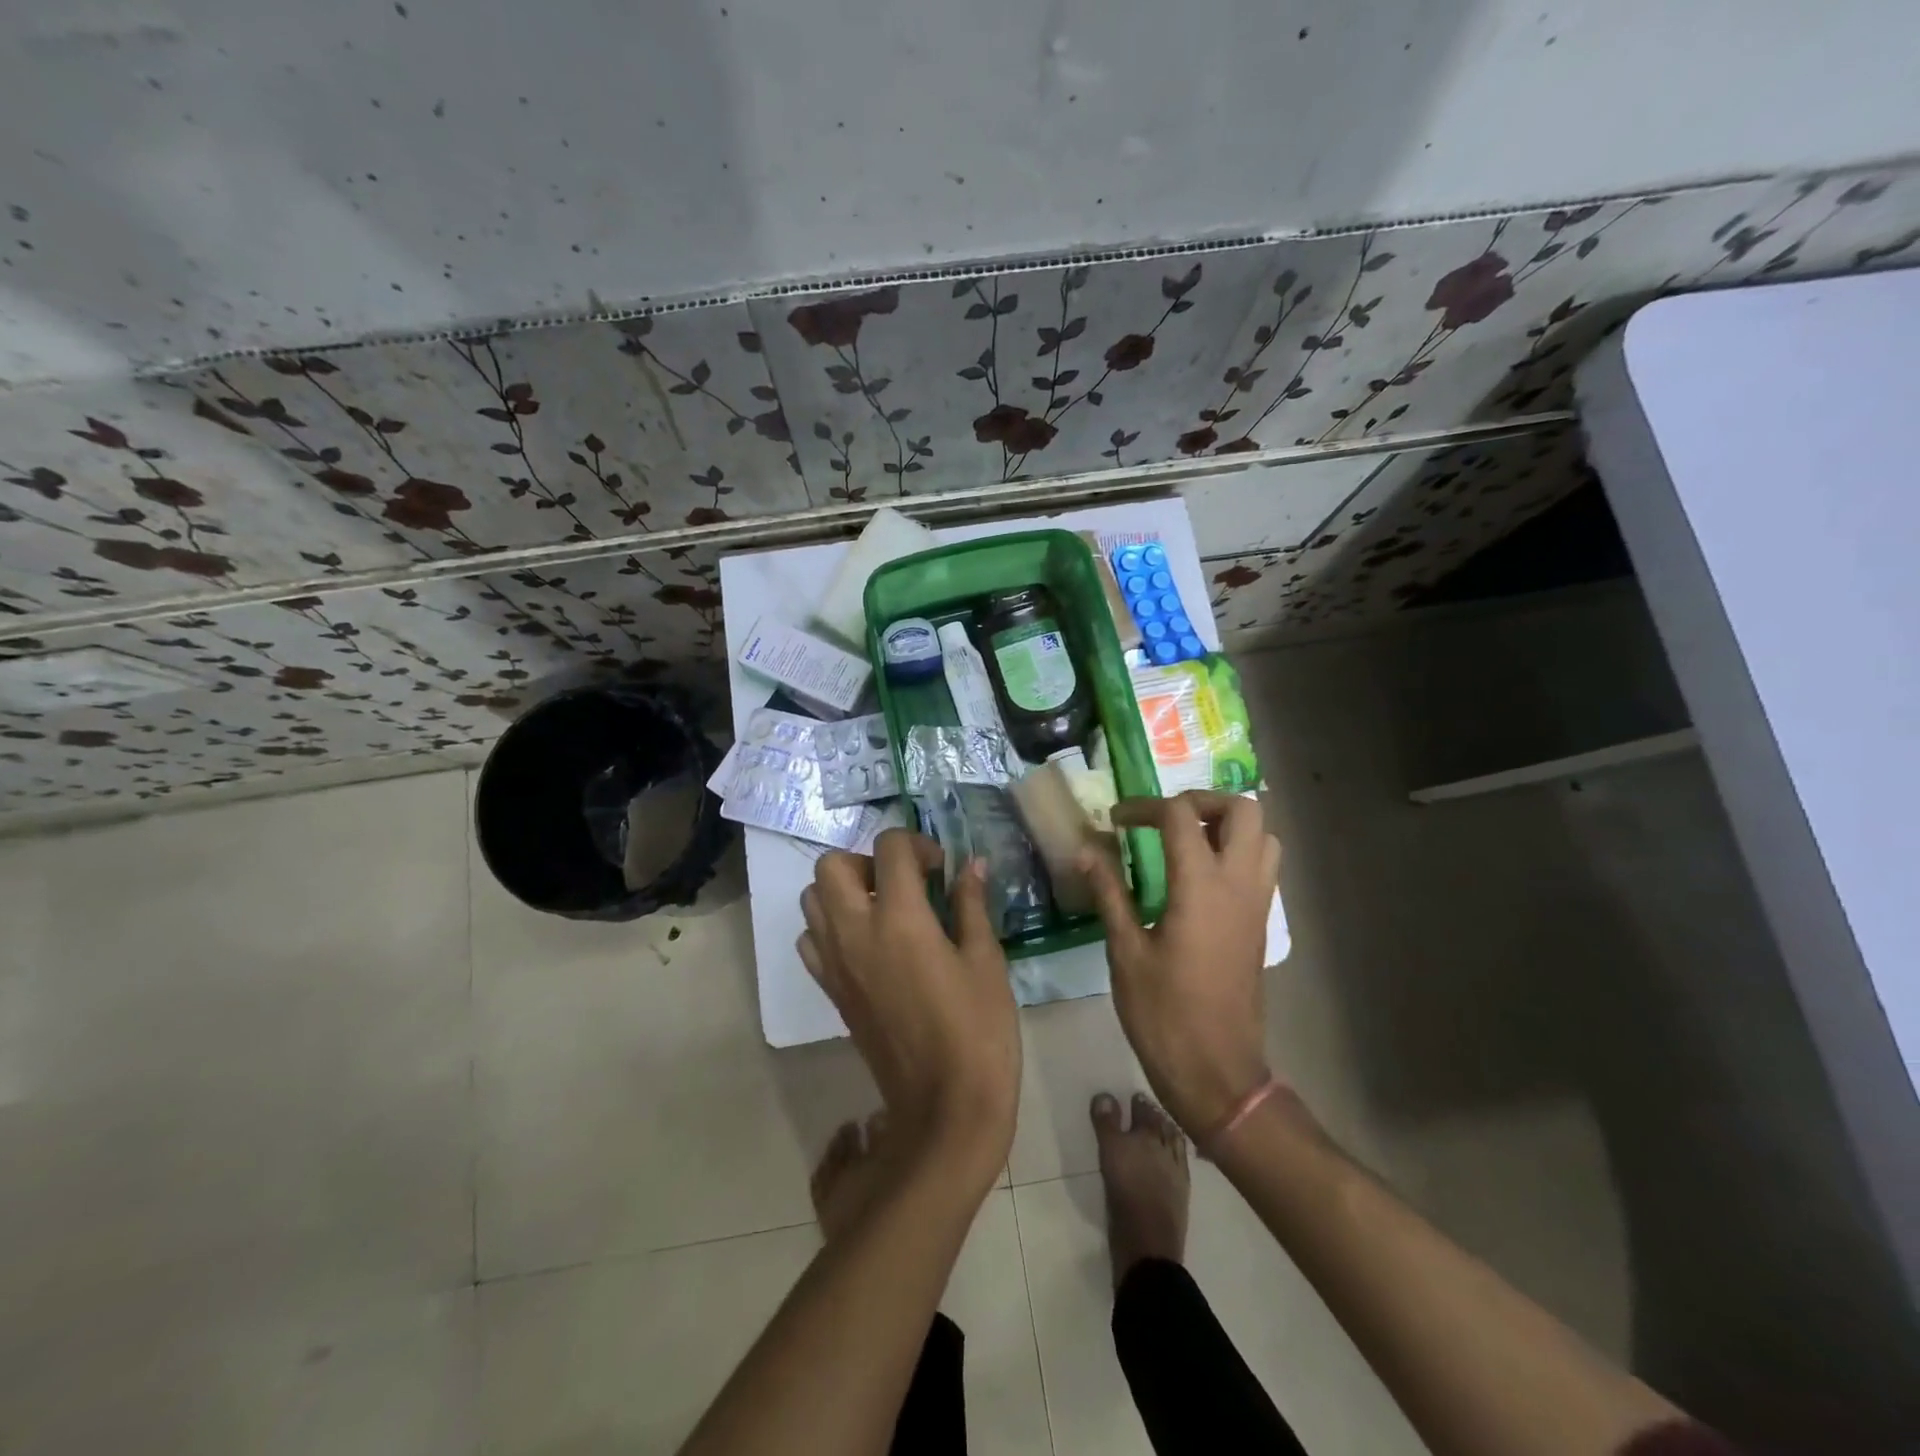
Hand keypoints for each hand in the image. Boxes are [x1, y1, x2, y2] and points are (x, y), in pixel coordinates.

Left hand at [799, 830, 1018, 1181]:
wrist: (944, 1107)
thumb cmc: (978, 1030)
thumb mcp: (986, 961)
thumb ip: (972, 905)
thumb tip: (971, 866)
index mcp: (900, 919)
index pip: (890, 849)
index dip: (917, 844)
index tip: (940, 868)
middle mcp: (856, 932)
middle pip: (831, 865)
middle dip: (866, 860)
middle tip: (902, 883)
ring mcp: (836, 963)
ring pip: (812, 899)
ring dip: (842, 890)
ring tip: (883, 909)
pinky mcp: (830, 991)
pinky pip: (811, 941)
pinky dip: (830, 928)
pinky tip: (866, 944)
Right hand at [1081, 791, 1279, 1135]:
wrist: (1218, 1073)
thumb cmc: (1164, 1014)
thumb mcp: (1126, 951)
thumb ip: (1110, 892)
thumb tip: (1088, 850)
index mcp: (1202, 887)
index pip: (1180, 815)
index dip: (1144, 807)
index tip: (1116, 822)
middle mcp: (1239, 885)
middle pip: (1243, 810)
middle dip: (1201, 801)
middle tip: (1164, 818)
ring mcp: (1258, 904)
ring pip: (1264, 836)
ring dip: (1226, 825)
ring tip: (1185, 841)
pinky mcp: (1260, 924)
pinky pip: (1262, 866)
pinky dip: (1236, 852)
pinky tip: (1198, 877)